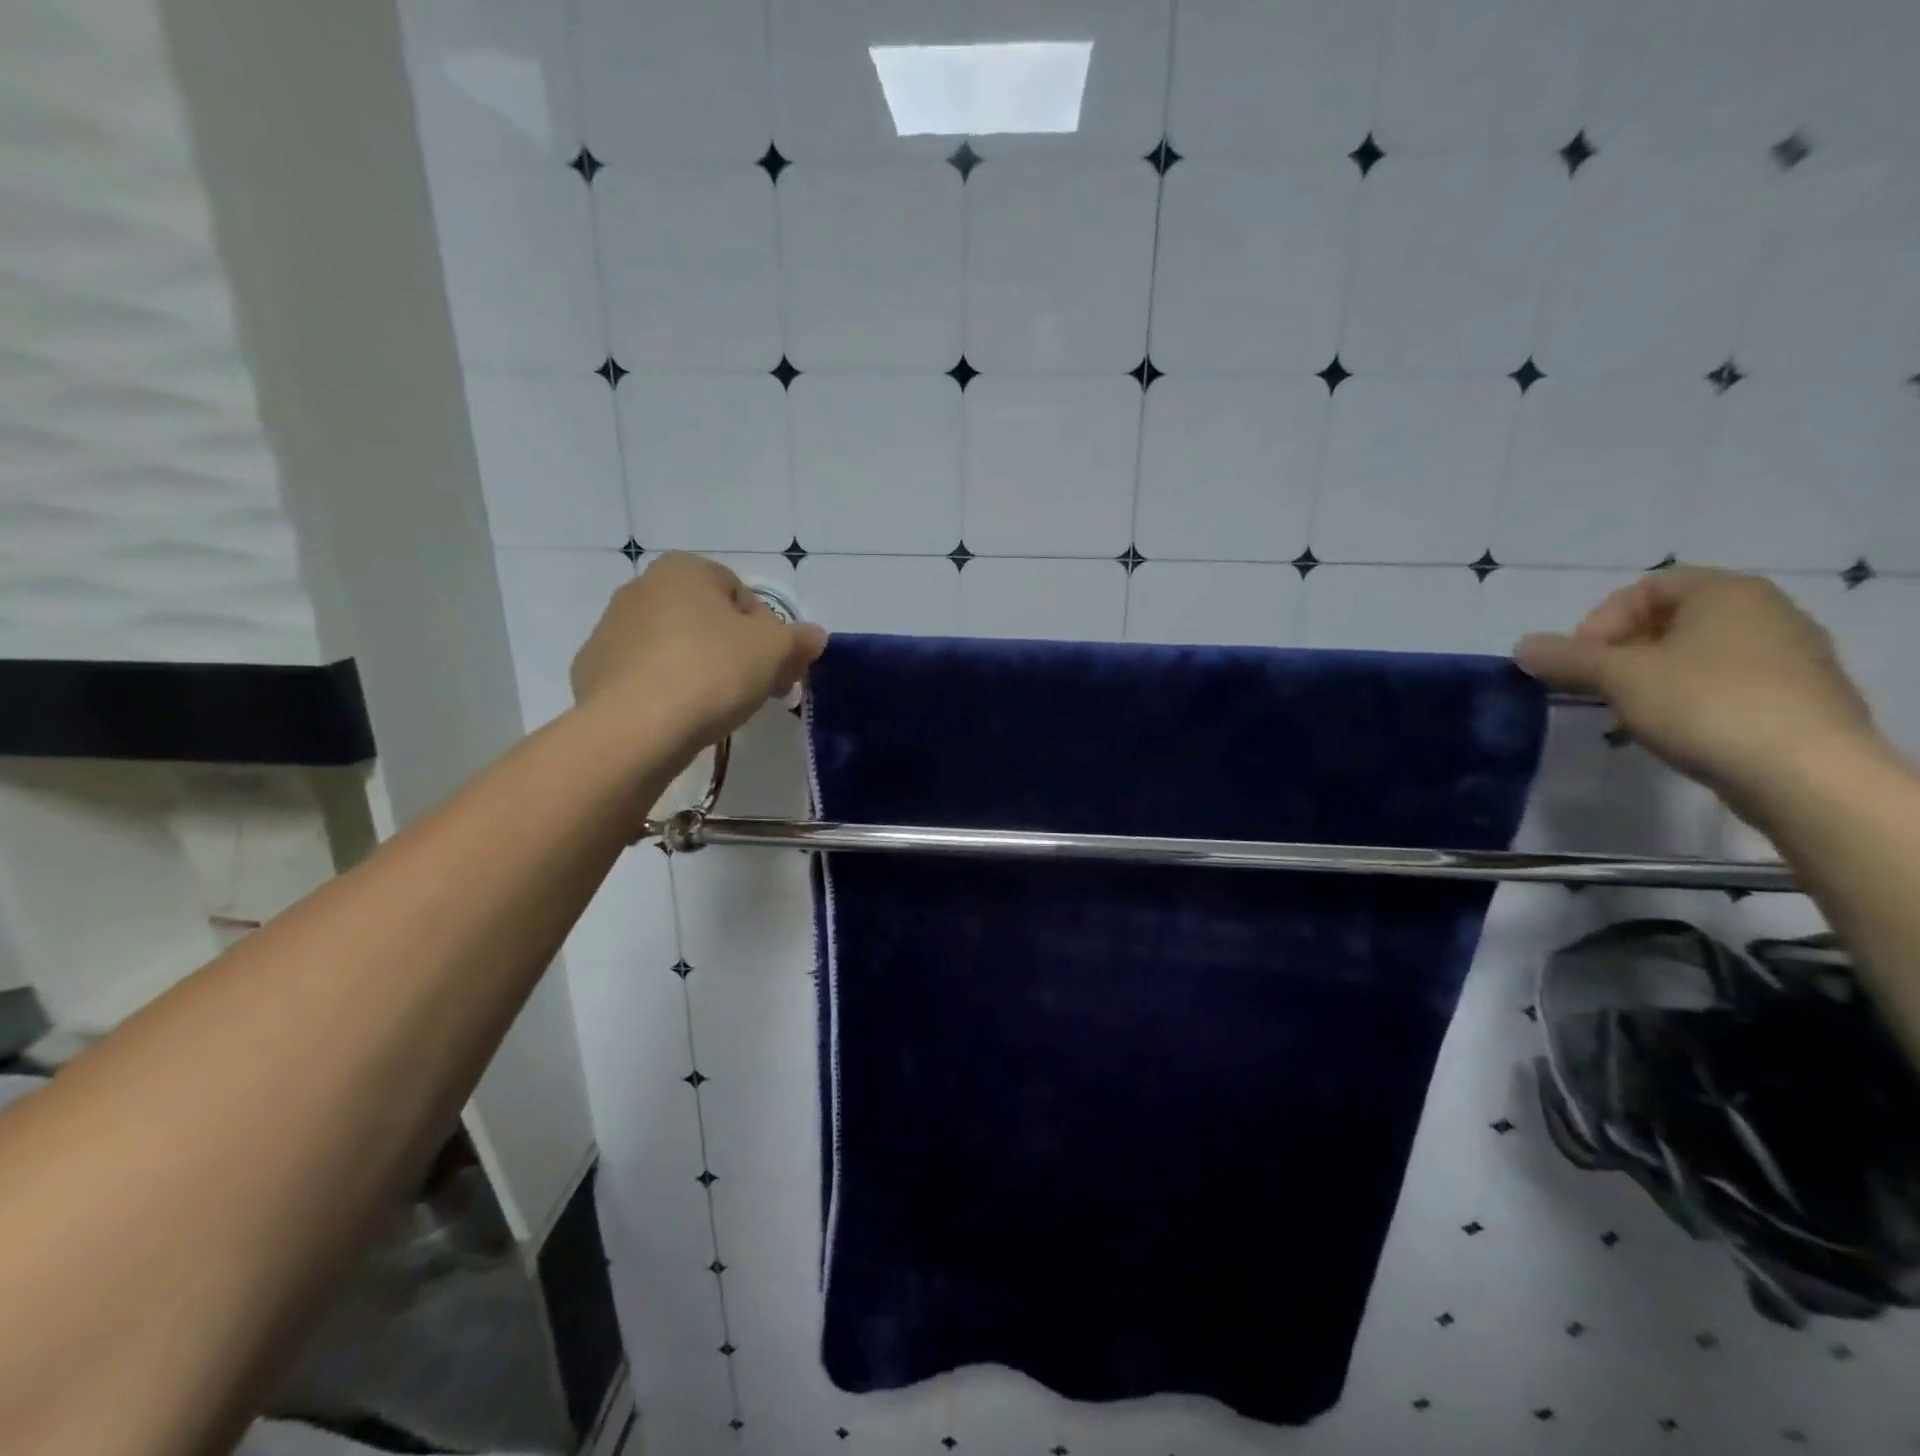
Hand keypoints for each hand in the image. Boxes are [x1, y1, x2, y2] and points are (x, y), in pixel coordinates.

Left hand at [571, 552, 826, 749]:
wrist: (633, 729)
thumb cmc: (711, 673)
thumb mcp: (775, 652)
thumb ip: (800, 639)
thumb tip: (815, 636)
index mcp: (685, 570)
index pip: (745, 597)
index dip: (771, 635)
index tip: (779, 671)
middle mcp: (642, 587)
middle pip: (710, 621)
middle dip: (739, 653)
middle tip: (758, 692)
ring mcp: (611, 629)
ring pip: (677, 647)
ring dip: (703, 670)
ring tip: (718, 709)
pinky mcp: (593, 670)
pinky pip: (646, 675)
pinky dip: (667, 690)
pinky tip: (679, 717)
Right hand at [1513, 565, 1875, 820]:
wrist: (1806, 774)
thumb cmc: (1705, 704)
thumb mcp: (1618, 676)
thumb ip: (1565, 658)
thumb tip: (1523, 647)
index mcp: (1728, 593)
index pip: (1647, 588)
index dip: (1601, 620)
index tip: (1581, 660)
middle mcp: (1765, 614)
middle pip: (1668, 623)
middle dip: (1618, 655)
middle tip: (1592, 689)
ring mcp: (1787, 658)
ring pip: (1691, 659)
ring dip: (1644, 683)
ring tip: (1621, 717)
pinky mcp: (1793, 701)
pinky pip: (1720, 688)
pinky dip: (1681, 703)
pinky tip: (1662, 734)